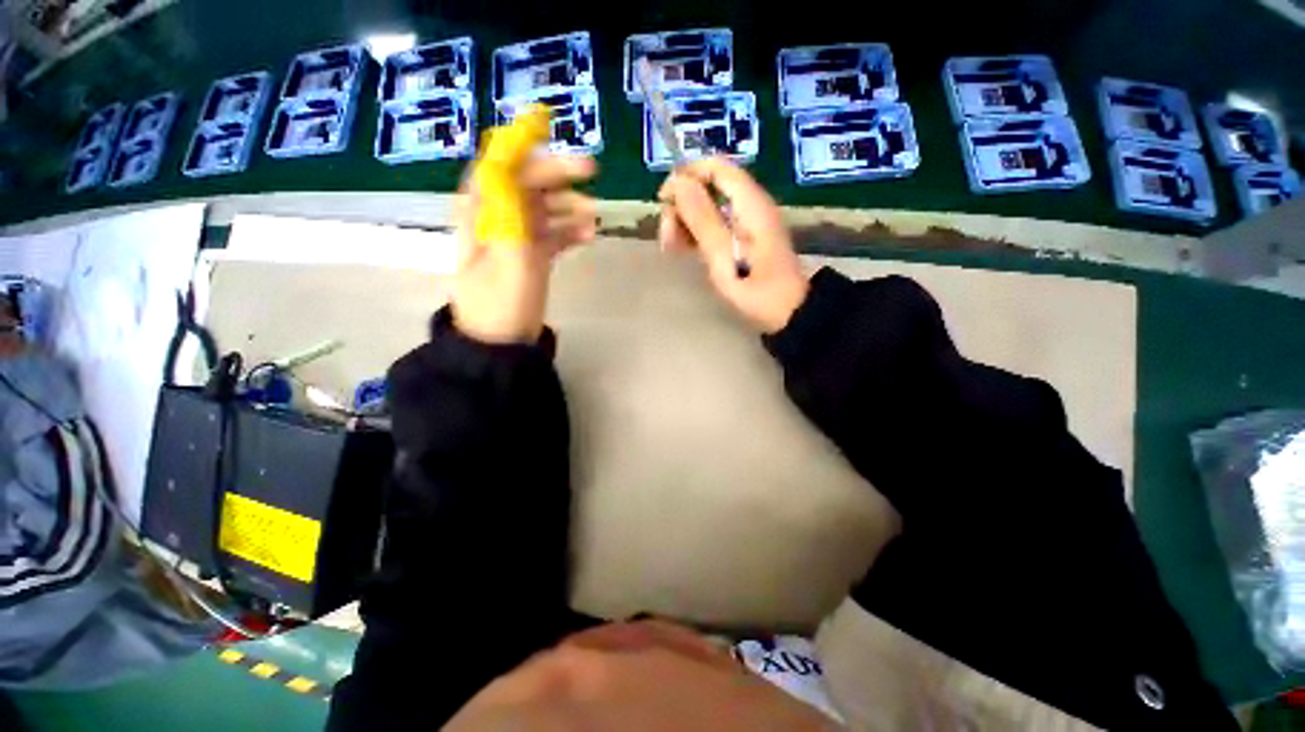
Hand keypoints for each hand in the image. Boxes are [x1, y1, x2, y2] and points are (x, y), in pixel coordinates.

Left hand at [452, 154, 597, 343]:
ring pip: (543, 208)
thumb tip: (506, 161)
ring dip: (569, 206)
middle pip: (527, 183)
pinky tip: (589, 236)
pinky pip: (551, 234)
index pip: (499, 163)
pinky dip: (569, 231)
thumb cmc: (502, 300)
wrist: (500, 342)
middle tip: (593, 172)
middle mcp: (496, 217)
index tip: (550, 127)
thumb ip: (509, 209)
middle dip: (558, 174)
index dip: (521, 142)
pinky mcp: (529, 256)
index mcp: (481, 210)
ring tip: (596, 216)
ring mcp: (515, 238)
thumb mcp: (507, 255)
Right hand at [658, 158, 808, 333]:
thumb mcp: (724, 257)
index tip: (664, 200)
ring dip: (685, 222)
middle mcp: (749, 205)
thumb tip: (678, 182)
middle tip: (667, 238)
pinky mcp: (743, 237)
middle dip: (682, 206)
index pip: (716, 167)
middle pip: (708, 187)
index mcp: (750, 204)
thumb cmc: (757, 290)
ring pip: (708, 207)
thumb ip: (702, 219)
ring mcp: (746, 222)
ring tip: (671, 249)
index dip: (686, 175)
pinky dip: (696, 233)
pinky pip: (714, 224)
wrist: (788, 313)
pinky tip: (683, 250)